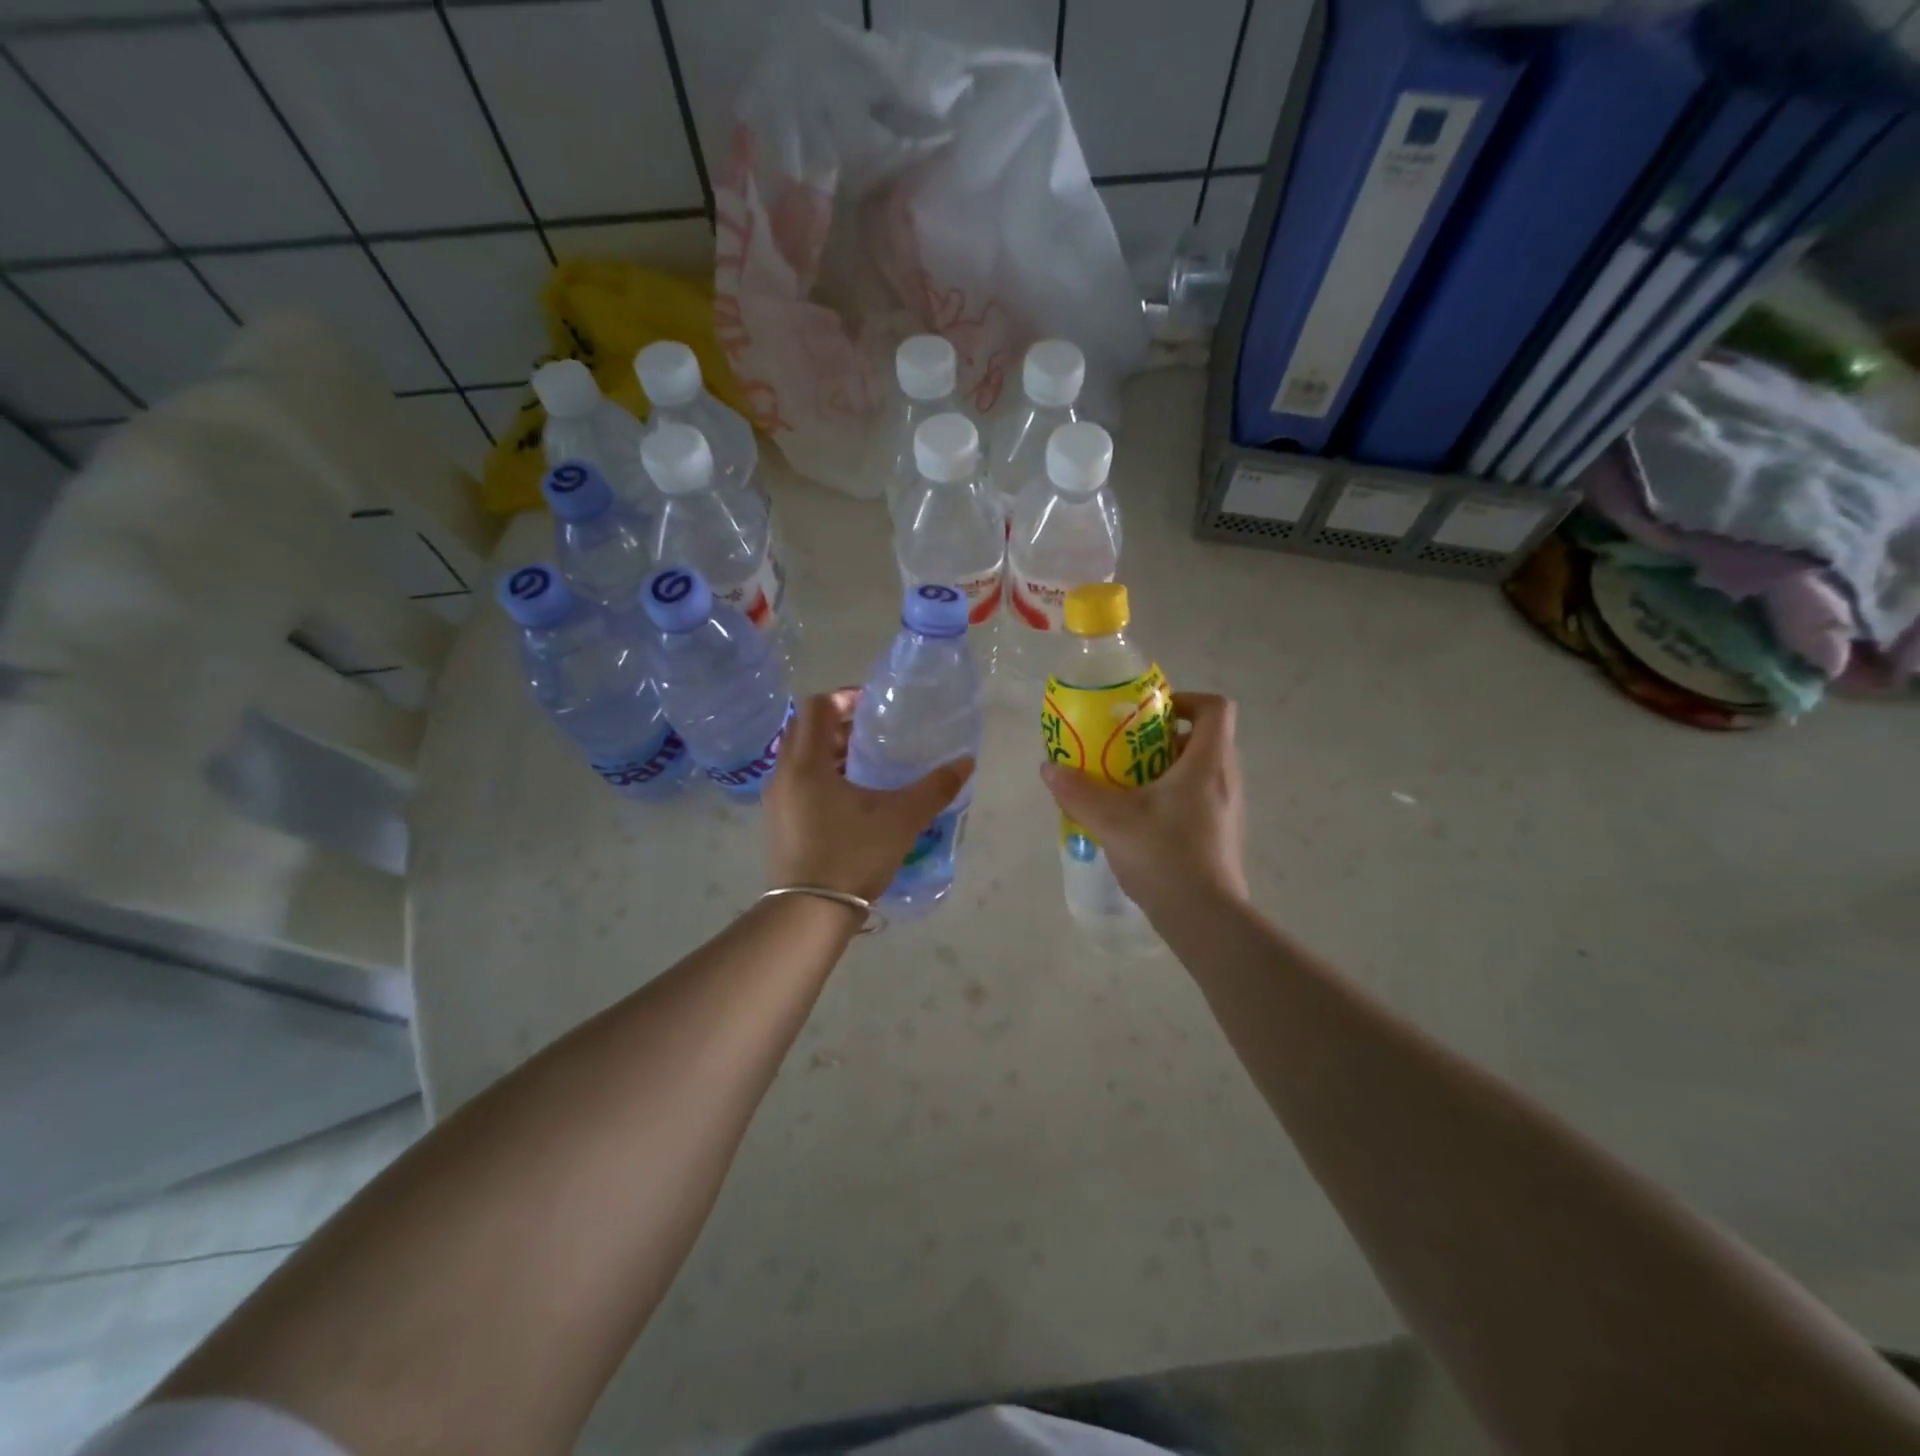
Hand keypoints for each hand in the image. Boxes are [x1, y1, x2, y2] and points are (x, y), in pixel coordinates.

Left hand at [764, 689, 973, 901]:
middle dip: (839, 725)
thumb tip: (966, 763)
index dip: (844, 698)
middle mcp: (784, 775)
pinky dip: (822, 777)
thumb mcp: (901, 818)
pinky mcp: (779, 823)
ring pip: (801, 759)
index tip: (874, 707)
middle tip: (874, 734)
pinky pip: (798, 783)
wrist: (810, 913)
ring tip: (867, 765)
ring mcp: (777, 801)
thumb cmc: (853, 855)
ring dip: (830, 753)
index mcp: (806, 763)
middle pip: (805, 730)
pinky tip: (852, 800)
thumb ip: (935, 788)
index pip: (816, 707)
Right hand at [1039, 692, 1247, 914]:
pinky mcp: (1224, 835)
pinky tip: (1142, 821)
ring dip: (1167, 769)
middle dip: (1164, 737)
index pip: (1215, 708)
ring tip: (1128, 785)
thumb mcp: (1112, 820)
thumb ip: (1078, 791)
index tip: (1149, 714)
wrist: (1205, 919)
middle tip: (1127, 750)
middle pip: (1204, 738)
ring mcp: (1230, 810)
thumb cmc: (1165, 856)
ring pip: (1202, 771)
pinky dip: (1174, 797)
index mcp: (1208, 763)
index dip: (1185, 700)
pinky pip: (1201, 799)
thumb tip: (1049, 768)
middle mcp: (1226, 779)